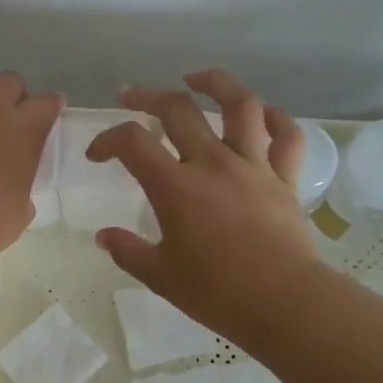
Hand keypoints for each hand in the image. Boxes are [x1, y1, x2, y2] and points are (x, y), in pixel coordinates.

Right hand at [87, 68, 321, 343]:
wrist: (285, 304)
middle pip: (178, 109)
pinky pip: (286, 136)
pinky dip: (275, 118)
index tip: (97, 155)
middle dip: (147, 96)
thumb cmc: (218, 293)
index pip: (131, 142)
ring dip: (216, 83)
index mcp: (176, 186)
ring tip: (197, 78)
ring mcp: (253, 166)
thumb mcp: (161, 276)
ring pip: (240, 105)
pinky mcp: (285, 178)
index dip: (106, 139)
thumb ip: (128, 251)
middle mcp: (213, 163)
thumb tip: (103, 237)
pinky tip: (261, 113)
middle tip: (131, 97)